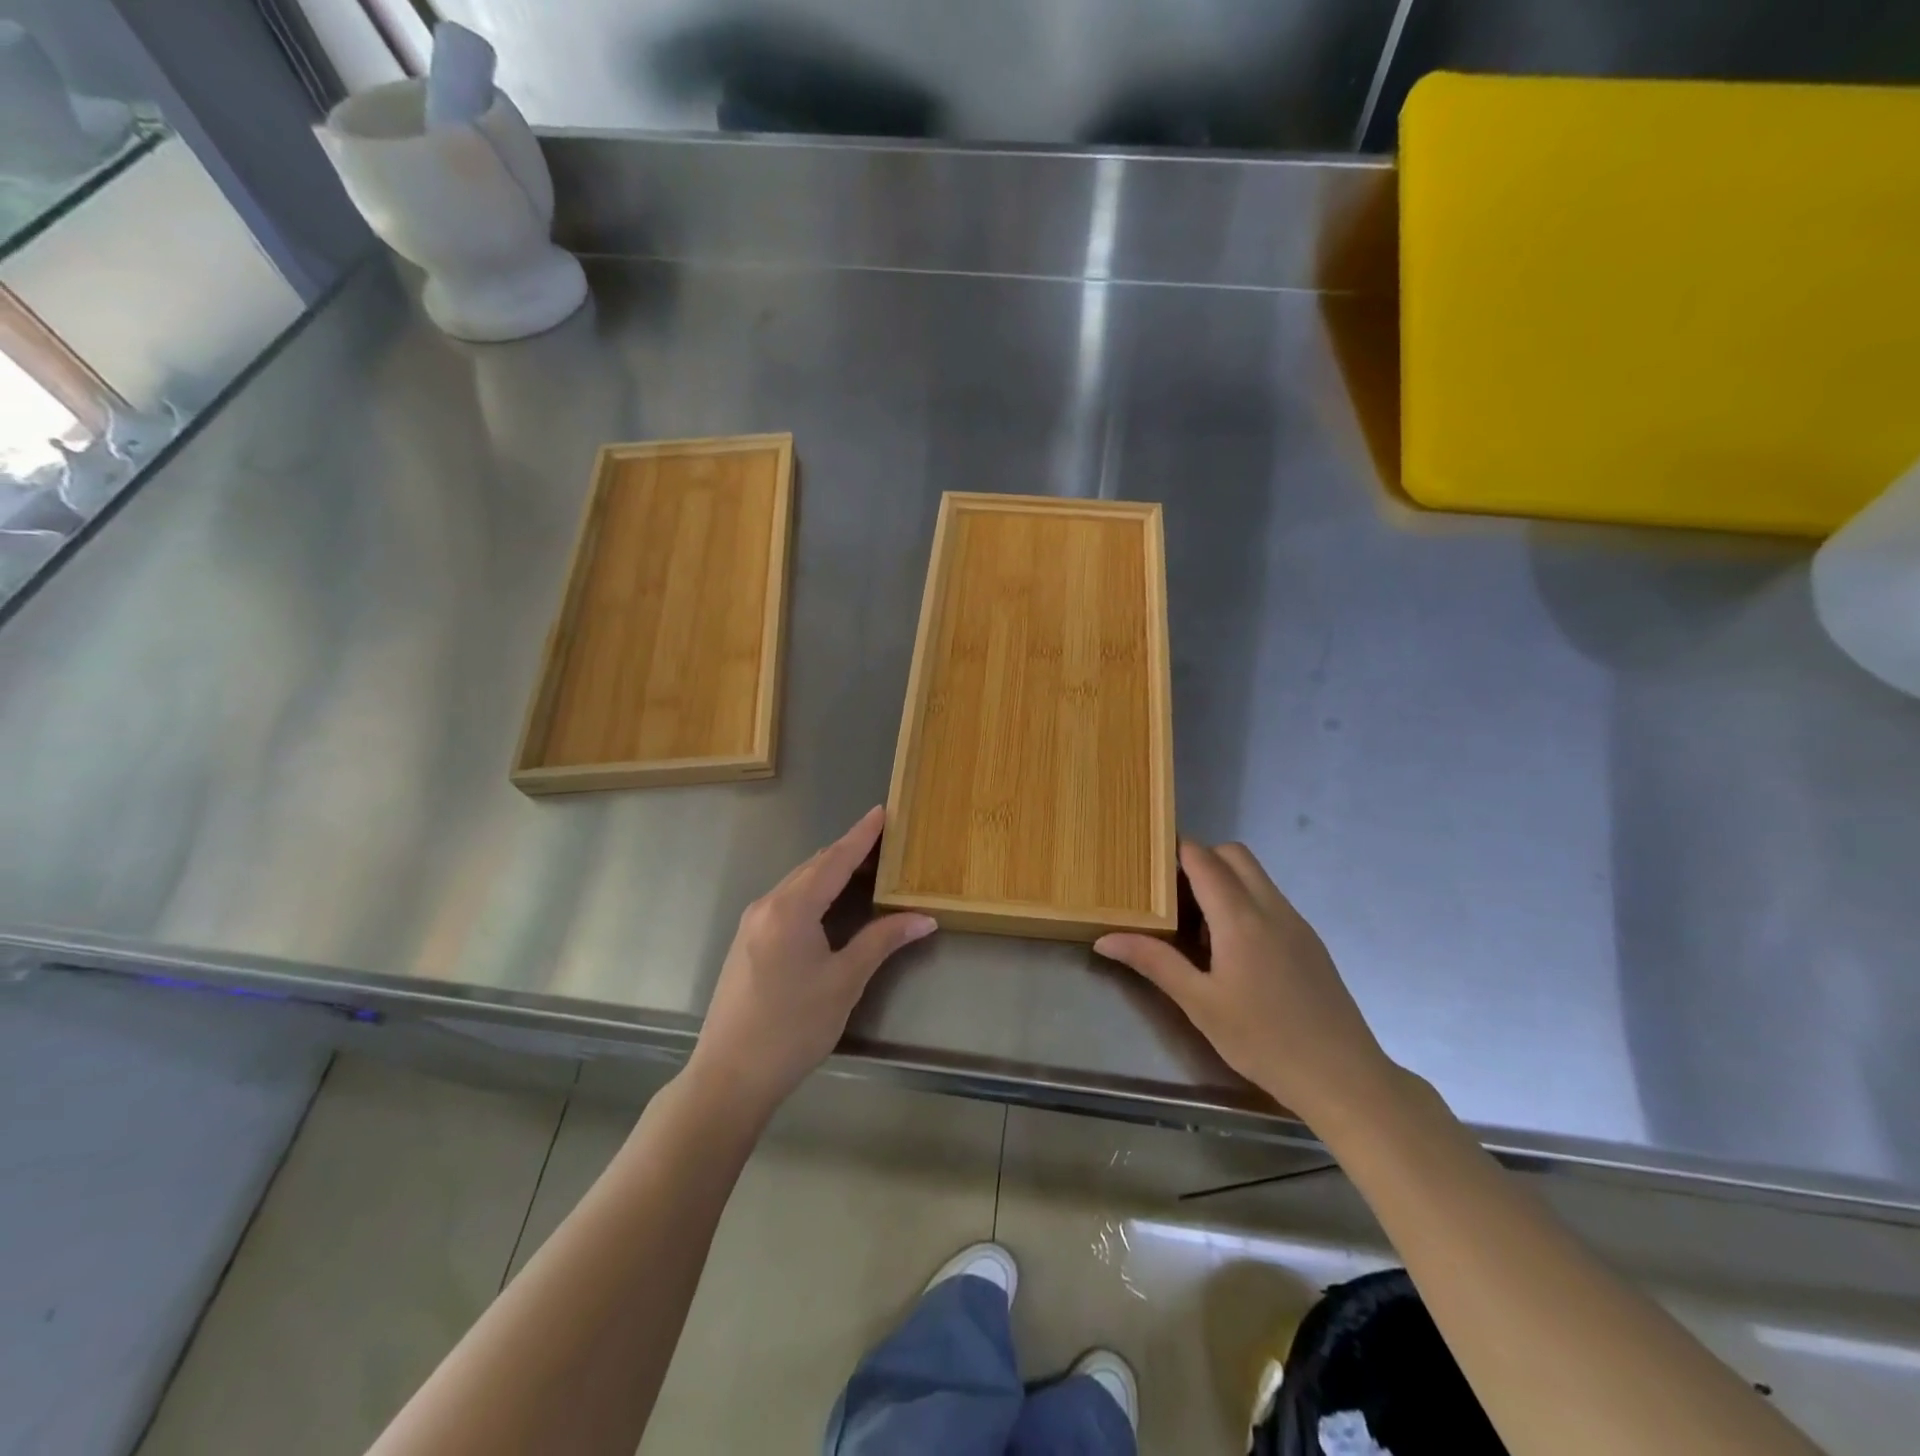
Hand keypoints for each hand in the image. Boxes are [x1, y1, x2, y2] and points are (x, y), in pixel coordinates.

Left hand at [688, 807, 935, 1120]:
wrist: (729, 1075)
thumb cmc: (793, 1028)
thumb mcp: (844, 982)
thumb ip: (882, 941)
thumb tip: (924, 918)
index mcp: (791, 909)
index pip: (834, 860)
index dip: (861, 835)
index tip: (882, 811)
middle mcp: (767, 905)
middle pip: (814, 866)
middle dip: (848, 850)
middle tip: (883, 841)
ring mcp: (752, 923)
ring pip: (798, 883)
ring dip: (830, 871)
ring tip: (864, 867)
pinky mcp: (747, 941)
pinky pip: (786, 900)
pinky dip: (814, 890)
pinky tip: (831, 903)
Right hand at [1096, 841, 1395, 1124]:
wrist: (1344, 1078)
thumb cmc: (1263, 1040)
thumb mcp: (1199, 1004)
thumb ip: (1154, 962)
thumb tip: (1105, 939)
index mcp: (1240, 917)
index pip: (1203, 859)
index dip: (1174, 852)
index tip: (1146, 866)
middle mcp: (1271, 907)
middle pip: (1233, 855)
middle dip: (1200, 860)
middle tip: (1170, 896)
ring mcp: (1296, 922)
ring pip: (1255, 876)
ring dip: (1223, 881)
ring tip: (1195, 925)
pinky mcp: (1309, 941)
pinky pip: (1270, 900)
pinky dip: (1244, 902)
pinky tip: (1230, 949)